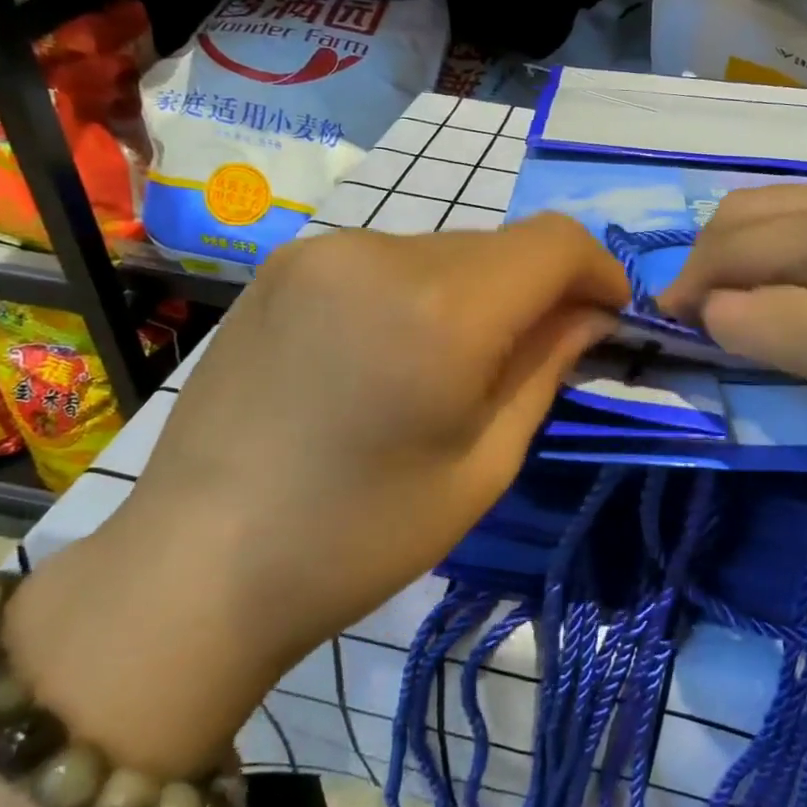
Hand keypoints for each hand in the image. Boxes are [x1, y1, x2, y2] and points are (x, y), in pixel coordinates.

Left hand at [6, 215, 627, 773]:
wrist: (198, 565)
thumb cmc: (359, 536)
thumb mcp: (484, 464)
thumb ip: (546, 367)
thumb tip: (591, 313)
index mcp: (440, 310)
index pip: (555, 242)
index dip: (599, 270)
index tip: (609, 316)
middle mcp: (380, 252)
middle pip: (499, 245)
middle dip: (537, 289)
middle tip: (537, 355)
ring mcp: (322, 251)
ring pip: (444, 250)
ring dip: (476, 292)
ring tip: (453, 366)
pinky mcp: (285, 264)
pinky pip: (387, 260)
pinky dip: (419, 293)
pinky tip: (392, 355)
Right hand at [658, 184, 806, 520]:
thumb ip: (785, 328)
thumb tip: (710, 309)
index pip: (735, 240)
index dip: (687, 285)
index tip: (660, 337)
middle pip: (760, 217)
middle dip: (710, 265)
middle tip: (690, 331)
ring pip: (797, 229)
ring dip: (748, 268)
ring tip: (731, 325)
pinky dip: (791, 278)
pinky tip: (800, 315)